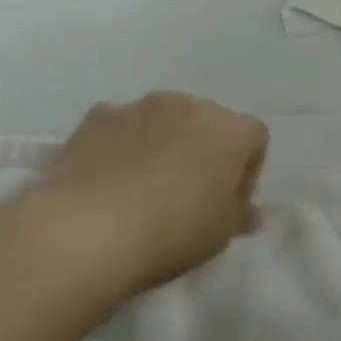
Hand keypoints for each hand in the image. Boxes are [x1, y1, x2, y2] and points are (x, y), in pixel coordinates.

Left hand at [19, 94, 268, 299]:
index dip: (245, 172)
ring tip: (142, 186)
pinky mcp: (99, 115)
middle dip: (203, 151)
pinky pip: (122, 126)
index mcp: (232, 130)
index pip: (254, 140)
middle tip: (187, 194)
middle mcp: (192, 105)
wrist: (86, 231)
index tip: (226, 203)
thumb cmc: (171, 232)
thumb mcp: (221, 234)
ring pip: (164, 120)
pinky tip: (108, 179)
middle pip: (209, 123)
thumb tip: (248, 211)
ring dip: (163, 143)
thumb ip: (240, 213)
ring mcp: (143, 106)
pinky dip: (122, 144)